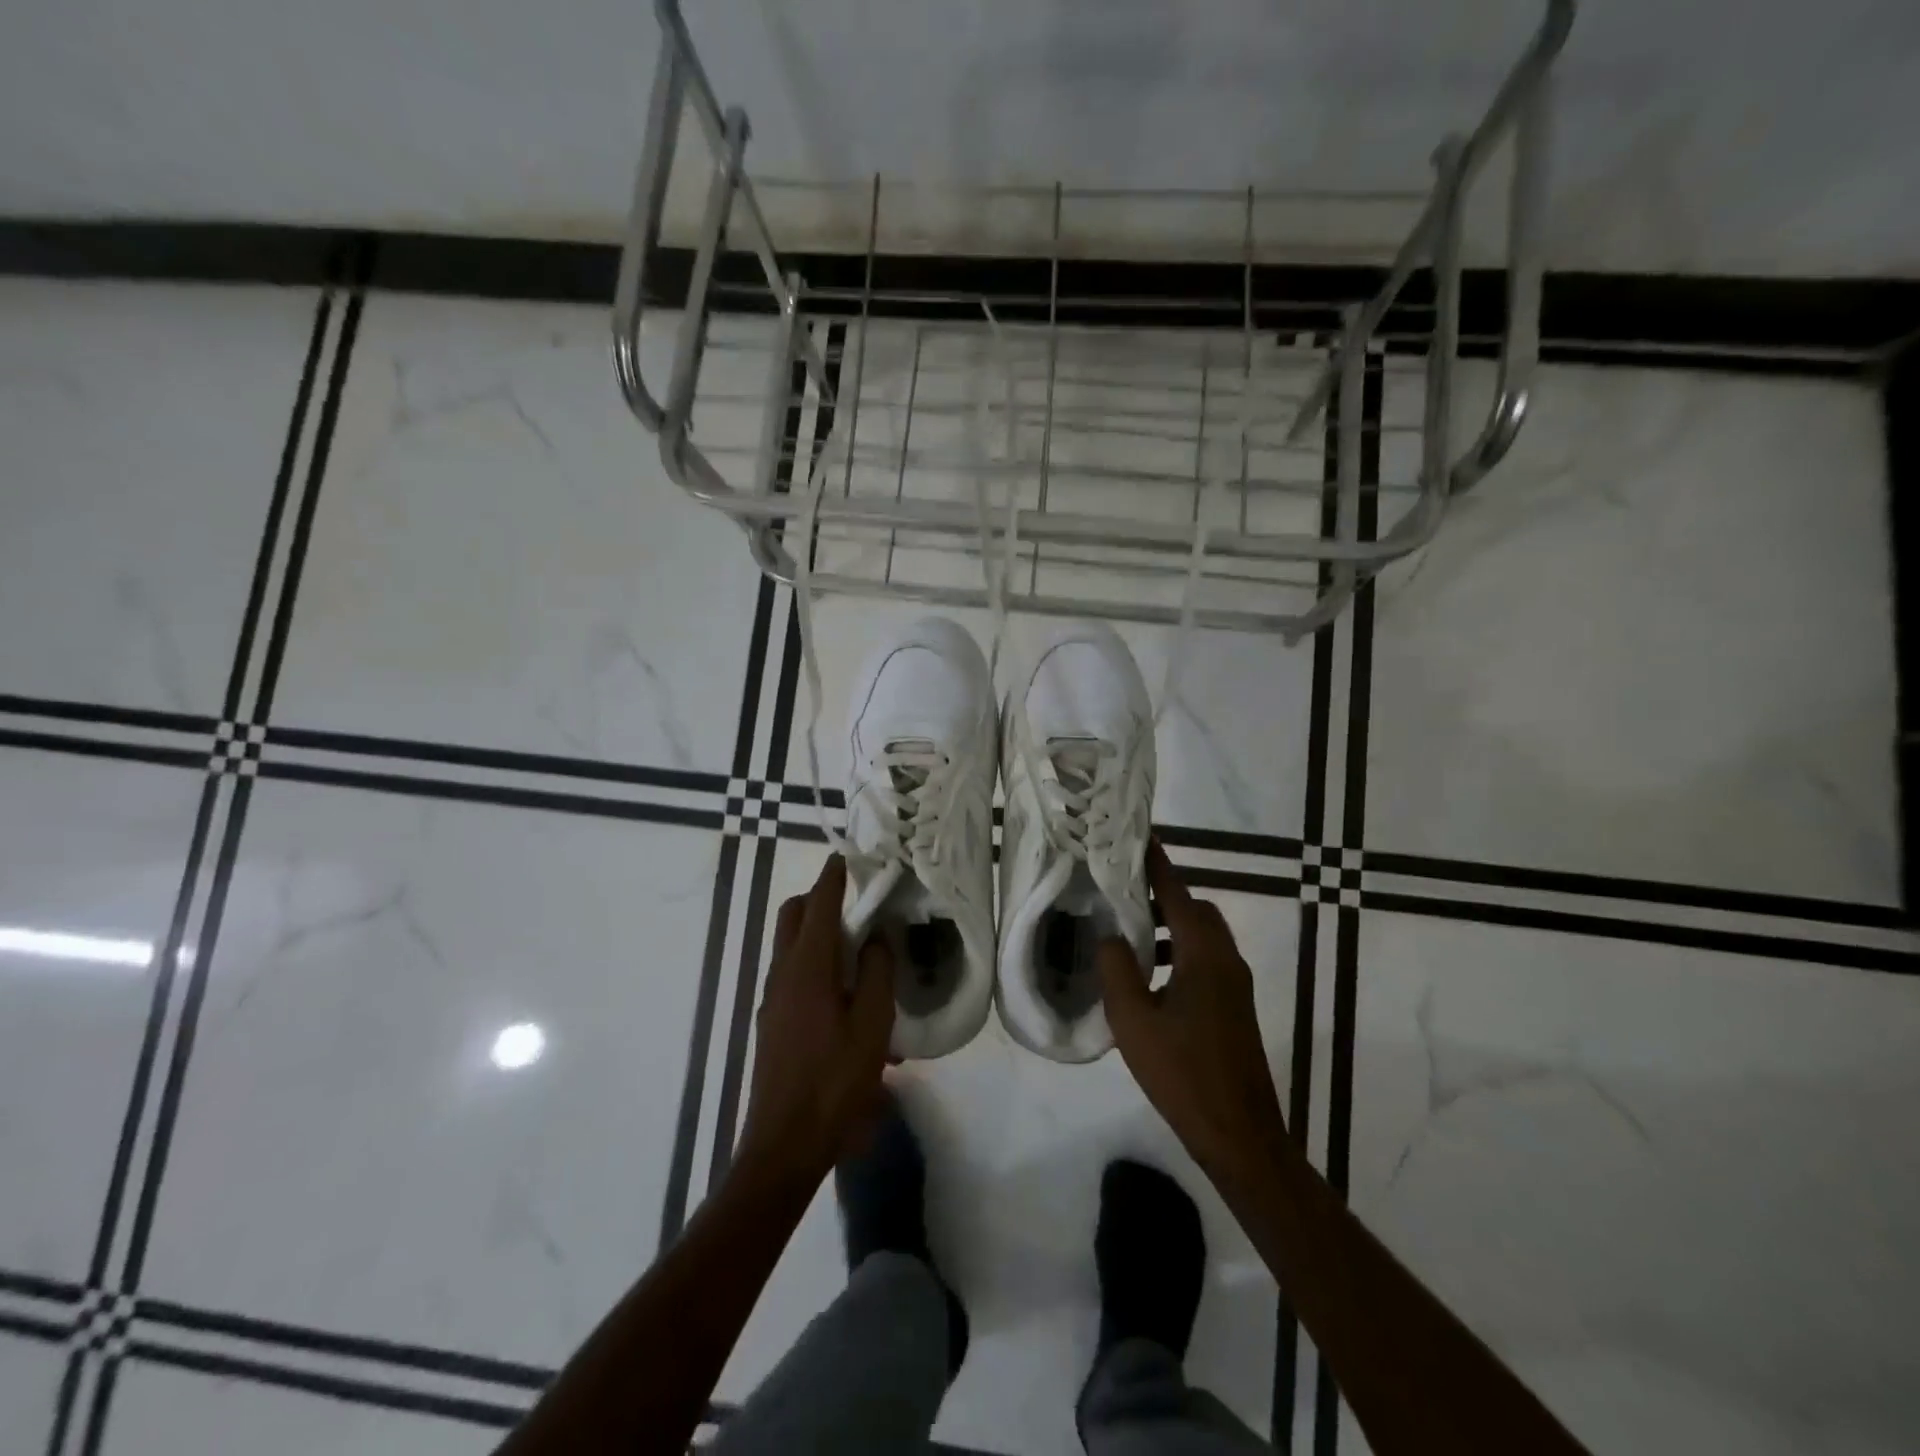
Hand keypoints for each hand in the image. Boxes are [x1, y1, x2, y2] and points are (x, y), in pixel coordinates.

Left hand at [737, 855, 894, 1186]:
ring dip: (816, 932)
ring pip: (789, 945)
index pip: (819, 905)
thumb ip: (876, 974)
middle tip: (856, 904)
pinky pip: (791, 973)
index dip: (833, 876)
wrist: (784, 1146)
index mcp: (807, 968)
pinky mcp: (772, 1021)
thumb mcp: (871, 1026)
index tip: (847, 856)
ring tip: (857, 950)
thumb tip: (875, 939)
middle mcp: (783, 974)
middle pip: (793, 916)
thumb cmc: (834, 1083)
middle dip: (819, 899)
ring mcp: (773, 999)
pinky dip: (813, 963)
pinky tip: (844, 997)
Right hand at [1099, 841, 1286, 1179]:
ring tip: (1130, 940)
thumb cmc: (1182, 1073)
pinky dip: (1179, 954)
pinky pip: (1206, 962)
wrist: (1239, 1134)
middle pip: (1196, 911)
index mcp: (1203, 955)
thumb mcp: (1133, 1020)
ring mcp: (1235, 986)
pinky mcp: (1235, 1008)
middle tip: (1124, 897)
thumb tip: (1111, 937)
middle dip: (1163, 897)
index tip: (1138, 838)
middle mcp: (1225, 960)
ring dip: (1171, 929)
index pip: (1178, 893)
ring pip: (1202, 938)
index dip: (1157, 865)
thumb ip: (1117, 968)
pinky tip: (1150, 983)